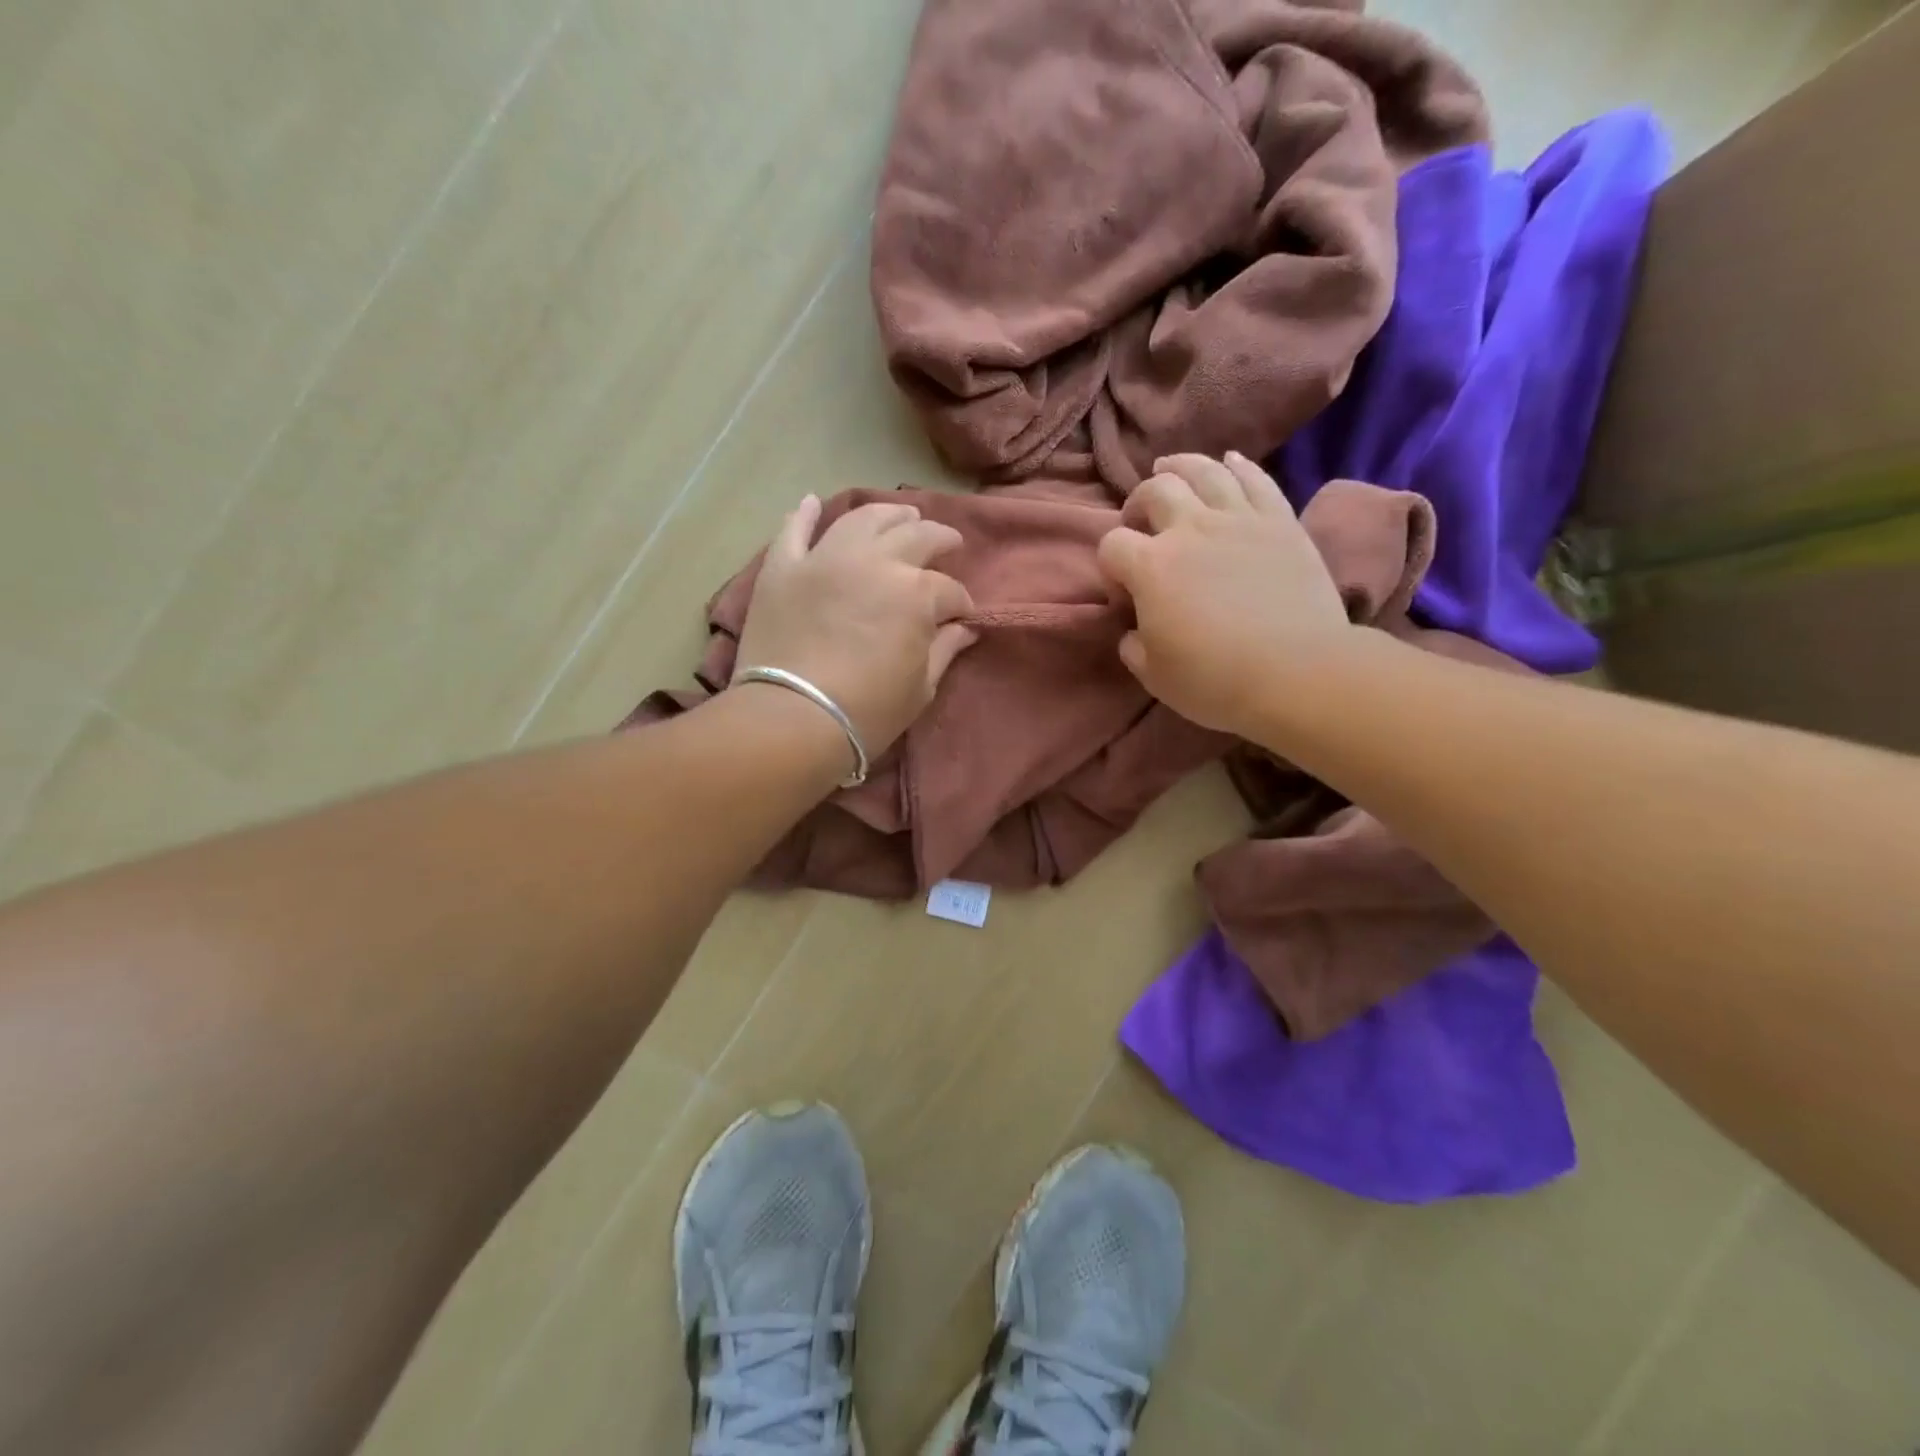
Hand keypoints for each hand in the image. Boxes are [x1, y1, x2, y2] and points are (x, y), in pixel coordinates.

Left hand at [734, 495, 977, 757]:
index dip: (960, 602)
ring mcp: (826, 558)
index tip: (962, 614)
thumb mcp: (920, 689)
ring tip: (901, 515)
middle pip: (915, 536)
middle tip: (948, 542)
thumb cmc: (867, 712)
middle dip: (939, 538)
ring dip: (887, 513)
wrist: (792, 719)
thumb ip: (944, 650)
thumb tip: (965, 629)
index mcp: (915, 593)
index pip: (948, 590)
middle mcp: (875, 561)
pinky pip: (794, 530)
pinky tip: (811, 502)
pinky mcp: (783, 567)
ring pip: (862, 518)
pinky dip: (803, 514)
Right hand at [1096, 452, 1351, 737]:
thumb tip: (1134, 631)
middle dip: (1138, 504)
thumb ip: (1134, 646)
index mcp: (1151, 567)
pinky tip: (1229, 462)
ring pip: (1204, 471)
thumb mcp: (1154, 676)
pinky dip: (1238, 466)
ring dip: (1180, 467)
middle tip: (1140, 524)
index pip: (1112, 545)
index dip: (1111, 567)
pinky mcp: (1280, 521)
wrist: (1298, 672)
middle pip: (1154, 492)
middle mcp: (1190, 529)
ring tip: (1170, 470)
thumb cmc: (1216, 680)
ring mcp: (1239, 519)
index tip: (1125, 596)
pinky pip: (1256, 479)